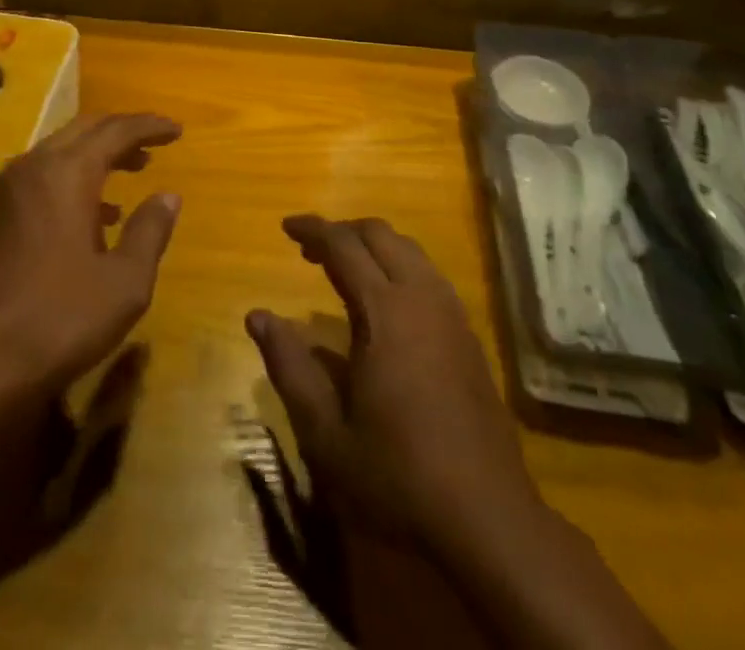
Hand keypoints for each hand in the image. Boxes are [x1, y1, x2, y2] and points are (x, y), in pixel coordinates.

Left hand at [0, 114, 182, 400]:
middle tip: (154, 143)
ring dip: (97, 153)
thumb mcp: (124, 283)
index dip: (149, 126)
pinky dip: (73, 177)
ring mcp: (7, 191)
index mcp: (67, 172)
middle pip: (84, 129)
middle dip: (122, 132)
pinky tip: (93, 214)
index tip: (177, 129)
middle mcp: (33, 167)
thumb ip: (150, 231)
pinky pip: (41, 176)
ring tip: (132, 170)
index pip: (116, 130)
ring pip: (60, 150)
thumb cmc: (57, 319)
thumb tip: (168, 196)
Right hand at [247, 215, 538, 548]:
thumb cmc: (398, 475)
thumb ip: (290, 367)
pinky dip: (399, 266)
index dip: (313, 229)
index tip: (286, 225)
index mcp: (385, 311)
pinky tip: (386, 302)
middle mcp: (422, 297)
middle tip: (310, 250)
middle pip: (380, 235)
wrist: (488, 519)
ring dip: (373, 246)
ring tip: (344, 268)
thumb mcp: (326, 432)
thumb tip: (256, 316)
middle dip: (343, 231)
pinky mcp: (469, 336)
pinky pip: (429, 275)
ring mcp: (452, 314)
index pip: (343, 246)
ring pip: (409, 250)